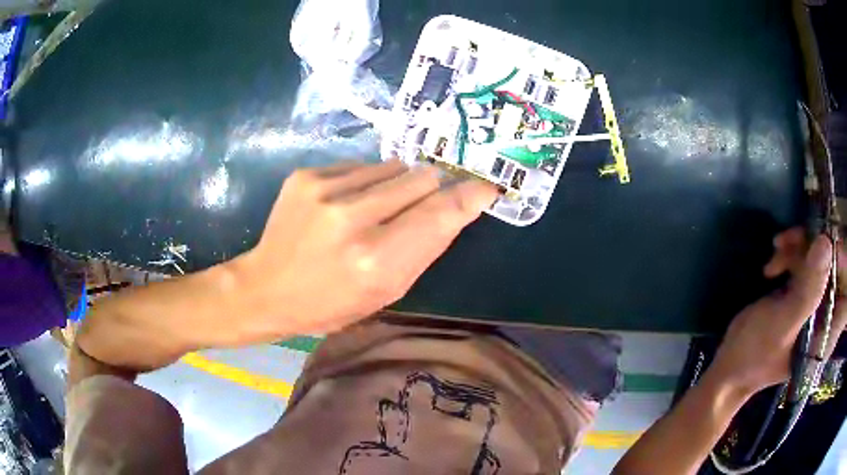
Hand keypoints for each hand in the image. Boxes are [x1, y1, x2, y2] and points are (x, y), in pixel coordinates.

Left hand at [231, 160, 497, 335]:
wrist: (266, 288)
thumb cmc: (330, 304)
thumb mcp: (386, 292)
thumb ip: (425, 248)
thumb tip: (455, 207)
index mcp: (376, 259)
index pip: (440, 213)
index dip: (469, 197)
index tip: (487, 187)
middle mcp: (352, 217)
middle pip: (421, 178)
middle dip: (431, 189)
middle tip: (419, 206)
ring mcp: (324, 190)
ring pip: (393, 166)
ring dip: (396, 185)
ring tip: (373, 209)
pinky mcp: (306, 175)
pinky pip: (360, 166)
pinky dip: (365, 182)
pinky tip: (345, 204)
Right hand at [711, 228, 846, 394]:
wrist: (729, 367)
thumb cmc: (753, 356)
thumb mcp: (781, 325)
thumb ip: (808, 291)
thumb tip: (826, 243)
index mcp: (826, 335)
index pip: (846, 291)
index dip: (841, 263)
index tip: (823, 244)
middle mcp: (826, 318)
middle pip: (834, 268)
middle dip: (816, 248)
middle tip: (790, 240)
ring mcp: (815, 306)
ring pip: (820, 259)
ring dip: (800, 248)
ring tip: (776, 251)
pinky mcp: (804, 297)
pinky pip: (807, 263)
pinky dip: (792, 255)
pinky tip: (773, 264)